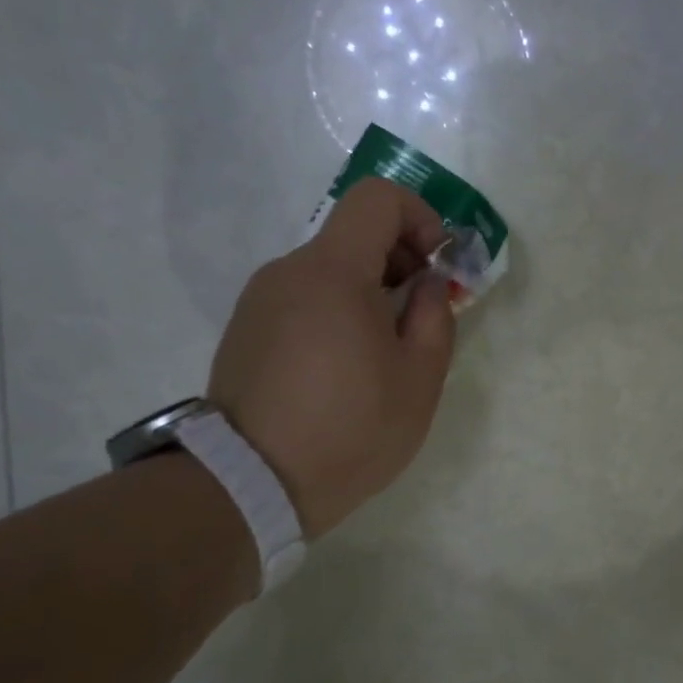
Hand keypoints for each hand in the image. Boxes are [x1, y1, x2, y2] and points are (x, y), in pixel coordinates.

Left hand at [207, 178, 455, 537]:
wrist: (251, 484)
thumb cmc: (351, 429)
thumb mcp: (420, 379)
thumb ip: (434, 316)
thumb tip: (427, 284)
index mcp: (333, 272)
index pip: (377, 198)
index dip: (419, 217)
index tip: (437, 265)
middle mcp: (288, 272)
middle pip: (353, 234)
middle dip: (399, 260)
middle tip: (420, 316)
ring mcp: (259, 301)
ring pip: (328, 270)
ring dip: (368, 292)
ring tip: (383, 353)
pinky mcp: (245, 330)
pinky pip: (302, 300)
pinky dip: (335, 313)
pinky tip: (344, 369)